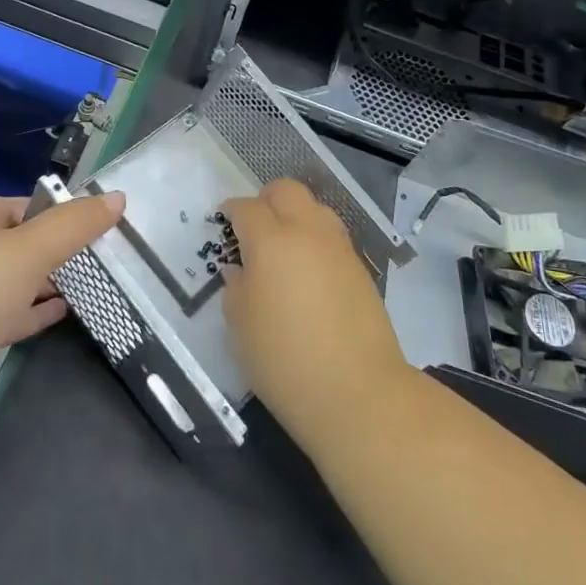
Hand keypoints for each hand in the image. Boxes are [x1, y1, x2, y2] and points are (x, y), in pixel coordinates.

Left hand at [0, 191, 124, 417]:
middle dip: (57, 251)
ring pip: (12, 280)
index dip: (64, 216)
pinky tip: (61, 313)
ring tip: (90, 285)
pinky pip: (5, 313)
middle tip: (101, 262)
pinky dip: (32, 310)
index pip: (29, 206)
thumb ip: (76, 225)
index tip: (101, 232)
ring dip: (46, 282)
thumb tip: (118, 197)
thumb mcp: (32, 249)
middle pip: (20, 243)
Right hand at [221, 179, 410, 445]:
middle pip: (287, 191)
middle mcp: (307, 232)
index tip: (224, 222)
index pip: (247, 208)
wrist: (358, 393)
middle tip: (253, 227)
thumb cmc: (284, 359)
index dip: (231, 211)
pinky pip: (333, 237)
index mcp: (271, 240)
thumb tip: (241, 270)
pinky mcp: (361, 270)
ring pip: (316, 208)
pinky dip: (316, 241)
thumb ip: (236, 288)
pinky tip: (308, 272)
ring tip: (284, 248)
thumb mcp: (240, 325)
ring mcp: (339, 249)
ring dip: (296, 216)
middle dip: (266, 200)